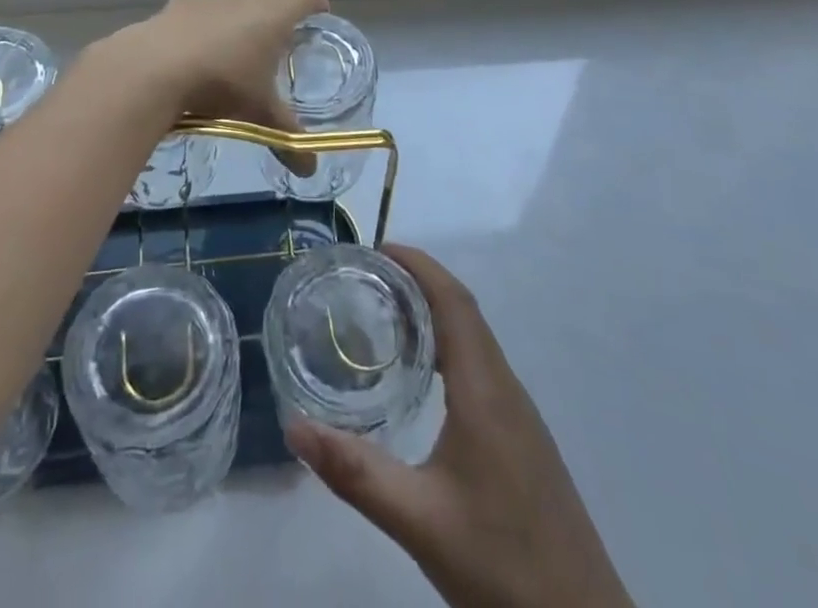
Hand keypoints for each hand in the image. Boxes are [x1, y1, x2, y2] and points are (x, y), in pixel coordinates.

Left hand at [86, 0, 328, 167]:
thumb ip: (287, 138)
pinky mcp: (175, 7)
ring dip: (238, 21)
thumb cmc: (221, 84)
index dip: (316, 4)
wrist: (154, 68)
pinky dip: (201, 23)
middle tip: (278, 48)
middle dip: (275, 19)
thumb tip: (311, 170)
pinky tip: (194, 44)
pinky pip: (196, 9)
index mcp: (273, 15)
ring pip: (232, 4)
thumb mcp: (259, 114)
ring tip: (235, 52)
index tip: (321, 14)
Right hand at [285, 245, 633, 607]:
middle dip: (418, 283)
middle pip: (463, 312)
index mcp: (486, 391)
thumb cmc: (505, 569)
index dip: (419, 265)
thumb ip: (355, 472)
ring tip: (383, 318)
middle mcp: (506, 389)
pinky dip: (447, 348)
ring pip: (475, 340)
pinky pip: (481, 368)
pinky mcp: (523, 441)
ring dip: (434, 314)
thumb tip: (293, 426)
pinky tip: (422, 380)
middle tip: (366, 279)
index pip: (454, 302)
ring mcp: (520, 416)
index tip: (377, 248)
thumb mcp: (420, 522)